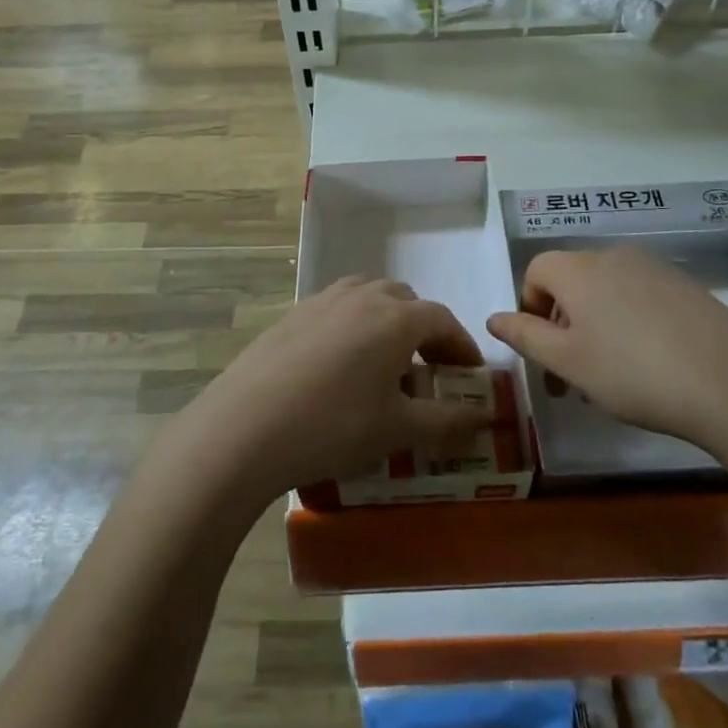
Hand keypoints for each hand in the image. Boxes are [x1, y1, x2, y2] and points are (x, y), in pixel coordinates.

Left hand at [184, 277, 491, 501]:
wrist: (245, 428)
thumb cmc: (334, 426)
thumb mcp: (398, 430)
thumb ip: (447, 420)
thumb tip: (483, 417)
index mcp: (395, 317)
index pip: (442, 319)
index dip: (461, 346)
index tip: (470, 375)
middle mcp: (361, 297)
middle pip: (405, 301)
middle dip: (424, 330)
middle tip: (428, 369)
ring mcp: (321, 302)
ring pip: (366, 298)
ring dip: (385, 322)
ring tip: (384, 362)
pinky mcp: (290, 316)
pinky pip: (334, 311)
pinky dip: (351, 327)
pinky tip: (338, 367)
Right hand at [486, 245, 727, 455]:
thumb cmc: (632, 372)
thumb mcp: (568, 362)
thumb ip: (525, 336)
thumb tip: (493, 318)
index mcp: (578, 269)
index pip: (536, 270)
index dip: (531, 307)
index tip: (545, 350)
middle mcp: (613, 256)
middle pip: (572, 278)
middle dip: (563, 320)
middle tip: (573, 369)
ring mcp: (654, 268)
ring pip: (607, 288)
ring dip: (597, 322)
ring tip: (612, 371)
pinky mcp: (686, 285)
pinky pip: (641, 295)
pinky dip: (631, 320)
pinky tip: (651, 361)